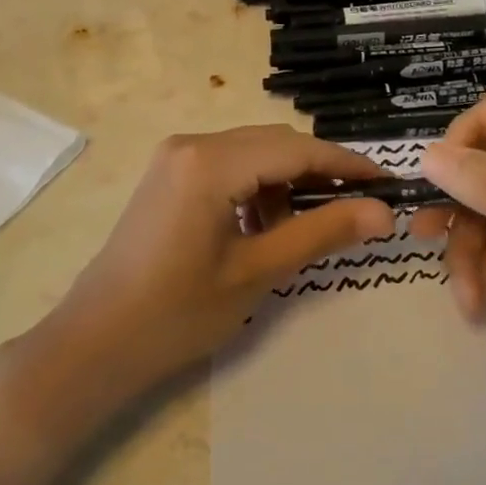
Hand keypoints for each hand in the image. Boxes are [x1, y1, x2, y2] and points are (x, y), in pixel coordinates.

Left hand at [52, 126, 396, 391]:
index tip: (389, 183)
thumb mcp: (258, 271)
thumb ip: (321, 233)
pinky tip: (263, 226)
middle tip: (359, 208)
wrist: (96, 341)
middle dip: (319, 173)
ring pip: (253, 153)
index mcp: (211, 161)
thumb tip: (383, 212)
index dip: (347, 165)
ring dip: (286, 182)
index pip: (297, 149)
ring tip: (304, 229)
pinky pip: (228, 165)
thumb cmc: (178, 313)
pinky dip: (256, 187)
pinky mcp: (169, 174)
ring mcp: (175, 156)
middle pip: (275, 143)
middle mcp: (192, 143)